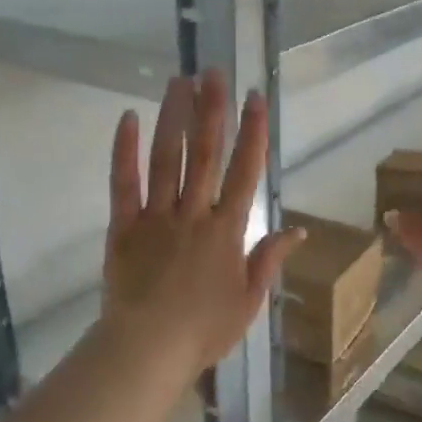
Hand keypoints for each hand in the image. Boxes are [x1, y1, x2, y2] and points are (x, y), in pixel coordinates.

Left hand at [102, 72, 304, 377]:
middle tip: (213, 72)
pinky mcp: (123, 227)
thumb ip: (269, 260)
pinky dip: (124, 151)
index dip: (252, 132)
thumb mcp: (250, 300)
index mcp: (227, 231)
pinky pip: (123, 184)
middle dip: (211, 110)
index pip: (245, 172)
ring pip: (166, 159)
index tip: (254, 98)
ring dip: (174, 118)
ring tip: (179, 82)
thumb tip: (298, 230)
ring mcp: (156, 217)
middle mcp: (194, 214)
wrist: (148, 349)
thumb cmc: (204, 330)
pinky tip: (128, 119)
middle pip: (205, 154)